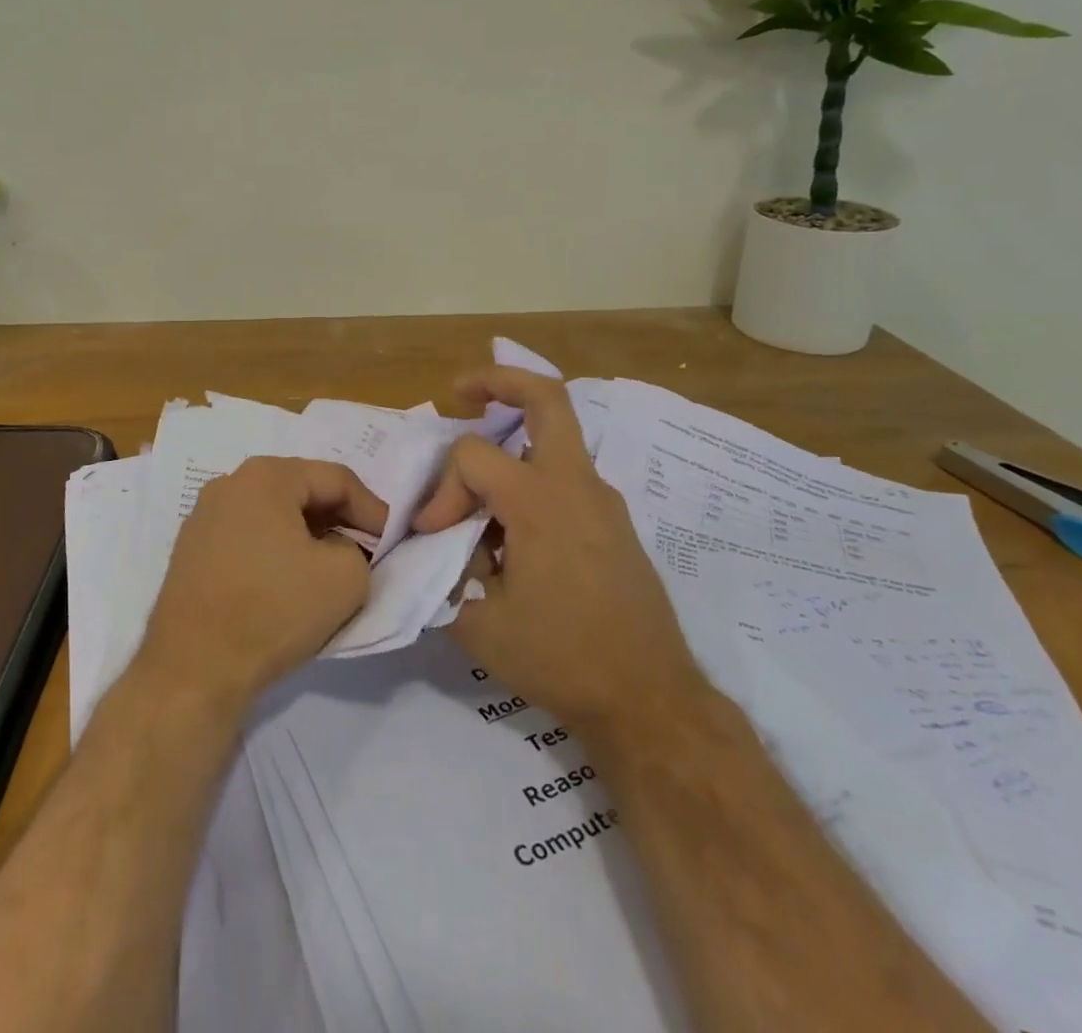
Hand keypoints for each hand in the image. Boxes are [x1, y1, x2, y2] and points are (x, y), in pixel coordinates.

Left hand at [137, 456, 384, 709]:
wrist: (194, 670)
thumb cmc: (273, 610)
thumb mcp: (346, 577)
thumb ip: (359, 549)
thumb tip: (338, 548)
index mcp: (266, 475)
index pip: (337, 479)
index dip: (373, 509)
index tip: (392, 542)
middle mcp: (229, 484)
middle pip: (302, 491)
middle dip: (339, 520)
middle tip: (366, 551)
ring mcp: (204, 517)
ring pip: (274, 515)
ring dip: (308, 536)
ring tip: (331, 567)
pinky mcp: (191, 552)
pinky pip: (248, 538)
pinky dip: (276, 552)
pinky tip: (289, 583)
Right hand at [414, 368, 705, 736]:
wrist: (649, 700)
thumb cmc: (561, 659)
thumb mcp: (478, 621)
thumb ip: (447, 570)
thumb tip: (443, 544)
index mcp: (540, 500)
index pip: (473, 456)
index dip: (442, 489)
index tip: (432, 535)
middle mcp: (577, 485)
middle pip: (547, 398)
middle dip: (500, 381)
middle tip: (461, 393)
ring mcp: (603, 501)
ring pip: (556, 439)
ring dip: (512, 444)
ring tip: (476, 488)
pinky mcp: (614, 525)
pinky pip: (566, 478)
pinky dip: (532, 481)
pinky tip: (511, 531)